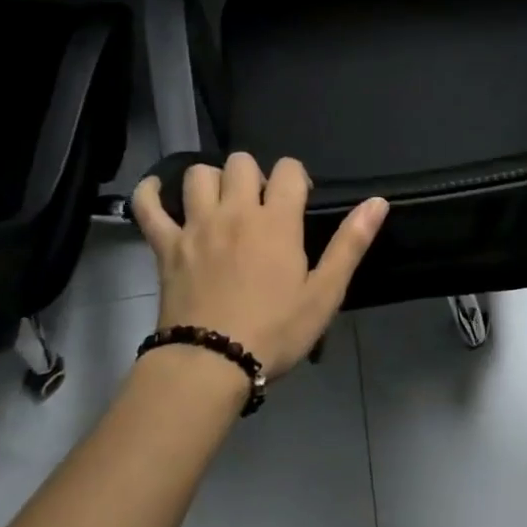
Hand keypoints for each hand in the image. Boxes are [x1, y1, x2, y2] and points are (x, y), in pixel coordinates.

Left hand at [132, 154, 387, 377]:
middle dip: (254, 176)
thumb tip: (378, 201)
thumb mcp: (324, 292)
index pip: (288, 169)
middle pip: (241, 163)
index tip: (298, 202)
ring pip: (198, 174)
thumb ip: (351, 243)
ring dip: (211, 181)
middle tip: (259, 207)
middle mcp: (234, 211)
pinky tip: (156, 193)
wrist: (211, 364)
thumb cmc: (275, 331)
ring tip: (220, 204)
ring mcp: (195, 226)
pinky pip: (147, 206)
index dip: (296, 177)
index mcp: (276, 221)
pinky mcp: (165, 246)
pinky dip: (149, 194)